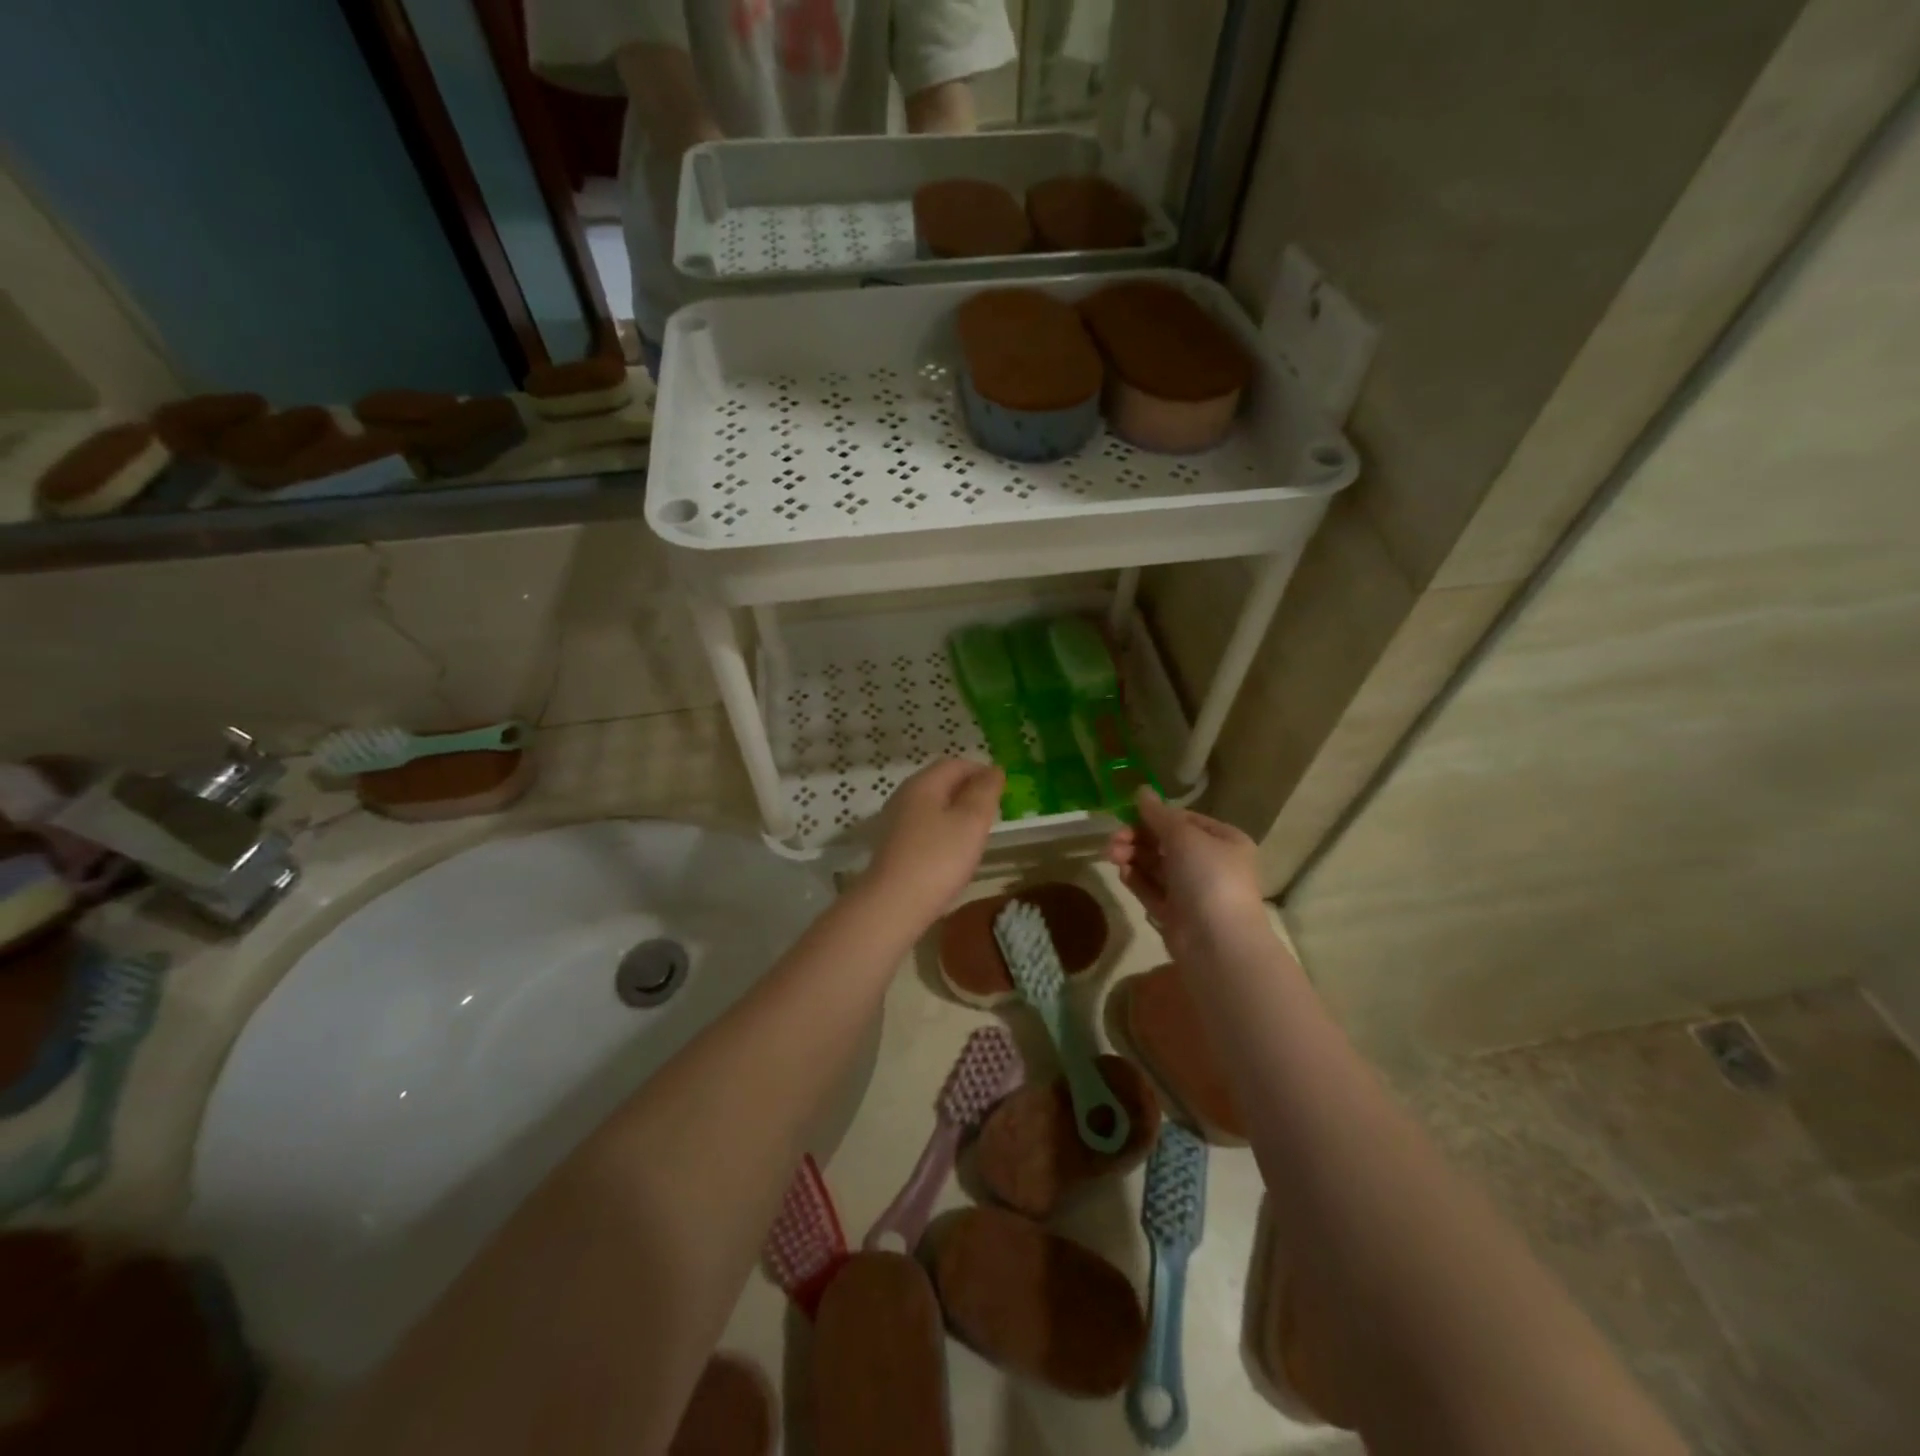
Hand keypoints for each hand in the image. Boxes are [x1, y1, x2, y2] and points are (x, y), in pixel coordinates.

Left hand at [861, 759, 1003, 926]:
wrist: (893, 904)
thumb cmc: (938, 858)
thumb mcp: (971, 821)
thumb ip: (985, 792)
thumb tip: (994, 769)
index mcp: (923, 783)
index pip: (955, 764)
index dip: (981, 771)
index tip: (1003, 789)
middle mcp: (904, 796)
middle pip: (941, 782)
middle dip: (969, 790)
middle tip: (993, 810)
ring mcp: (895, 821)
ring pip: (932, 805)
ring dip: (956, 811)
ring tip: (977, 831)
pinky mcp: (893, 845)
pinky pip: (924, 826)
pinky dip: (943, 830)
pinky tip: (953, 851)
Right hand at [1106, 788, 1266, 957]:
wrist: (1217, 942)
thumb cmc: (1208, 877)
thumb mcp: (1184, 836)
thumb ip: (1158, 814)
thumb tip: (1141, 790)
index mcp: (1223, 840)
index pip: (1184, 820)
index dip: (1155, 817)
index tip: (1128, 816)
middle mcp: (1210, 863)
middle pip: (1166, 843)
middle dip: (1138, 838)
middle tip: (1114, 841)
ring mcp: (1193, 891)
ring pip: (1156, 866)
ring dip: (1133, 857)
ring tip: (1112, 855)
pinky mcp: (1175, 914)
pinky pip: (1152, 890)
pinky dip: (1136, 879)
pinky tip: (1121, 872)